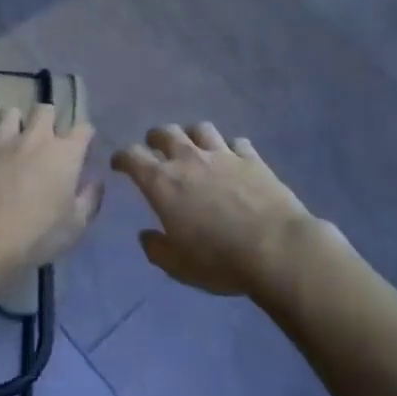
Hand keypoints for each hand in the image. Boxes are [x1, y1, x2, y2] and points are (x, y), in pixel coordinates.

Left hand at [0, 105, 101, 273]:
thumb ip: (90, 198)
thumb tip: (96, 181)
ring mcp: (2, 139)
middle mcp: (36, 137)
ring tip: (10, 137)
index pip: (83, 129)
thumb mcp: (76, 225)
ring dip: (12, 122)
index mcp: (65, 153)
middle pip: (45, 110)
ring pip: (8, 112)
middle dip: (47, 120)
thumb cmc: (39, 233)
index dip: (85, 137)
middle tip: (44, 139)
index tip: (82, 149)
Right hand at [111, 124, 317, 298]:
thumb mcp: (178, 266)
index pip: (133, 156)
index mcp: (163, 183)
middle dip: (155, 138)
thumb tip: (146, 236)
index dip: (122, 157)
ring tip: (193, 146)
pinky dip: (229, 147)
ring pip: (200, 129)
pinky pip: (236, 142)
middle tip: (154, 148)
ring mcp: (223, 155)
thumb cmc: (219, 260)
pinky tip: (232, 157)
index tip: (119, 163)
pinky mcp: (253, 159)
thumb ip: (156, 248)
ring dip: (191, 135)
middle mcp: (189, 160)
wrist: (276, 248)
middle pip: (166, 132)